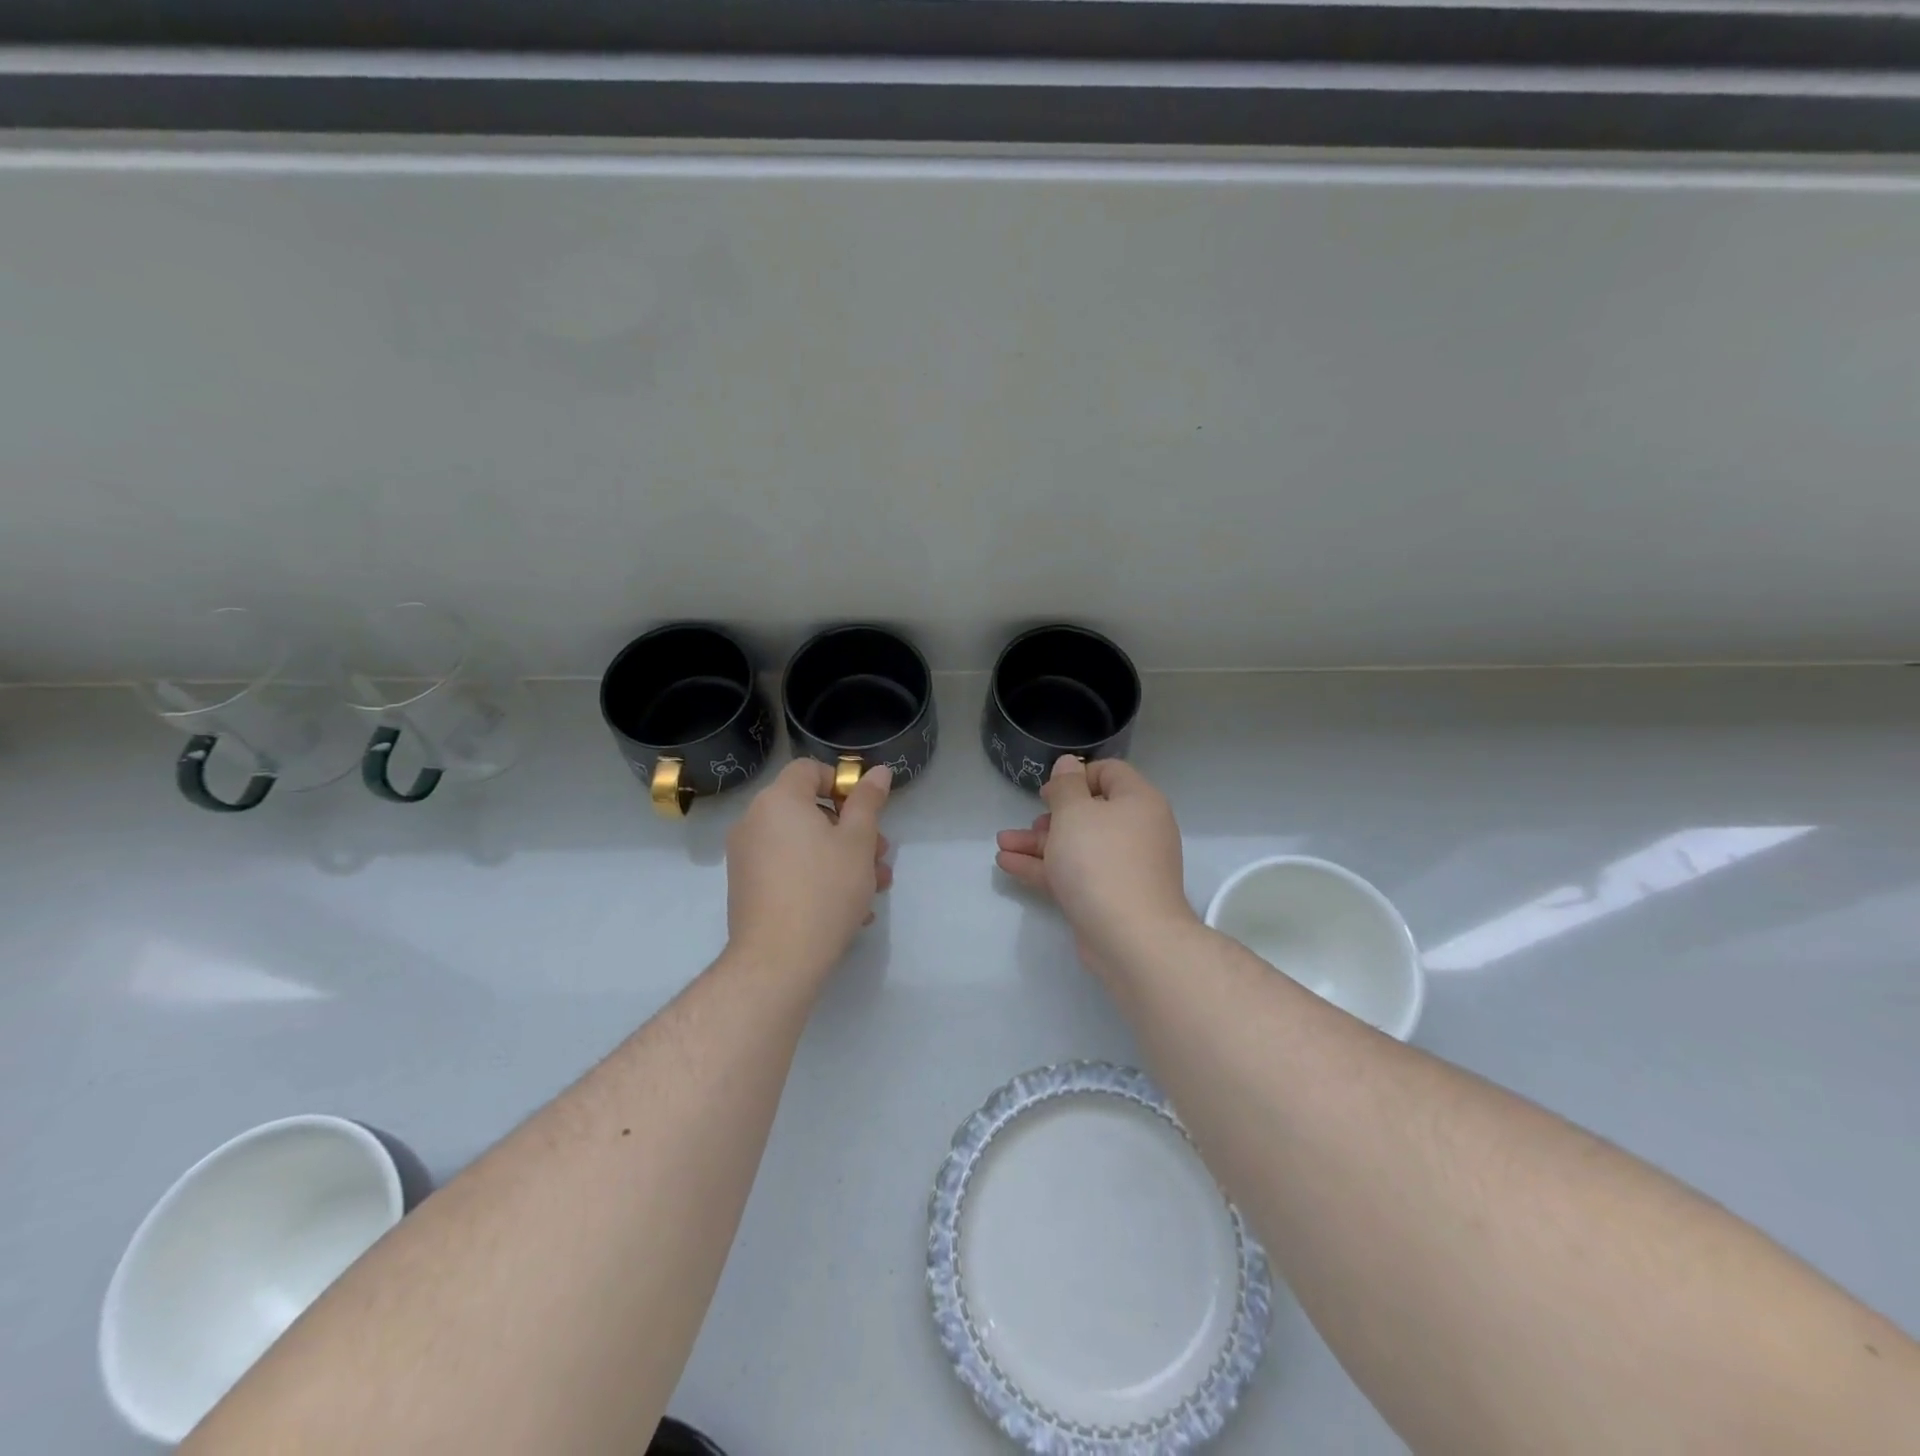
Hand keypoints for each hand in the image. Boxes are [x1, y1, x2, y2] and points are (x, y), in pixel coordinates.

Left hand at [726, 759, 892, 981]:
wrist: (778, 959)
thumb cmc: (825, 889)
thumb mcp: (858, 842)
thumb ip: (868, 801)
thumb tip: (877, 772)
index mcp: (778, 800)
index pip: (809, 769)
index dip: (841, 783)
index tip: (866, 812)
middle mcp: (754, 821)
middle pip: (808, 810)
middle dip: (850, 829)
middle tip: (879, 855)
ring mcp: (746, 856)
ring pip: (802, 843)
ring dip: (840, 857)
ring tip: (872, 888)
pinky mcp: (746, 887)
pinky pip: (787, 868)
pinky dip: (815, 876)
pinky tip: (847, 908)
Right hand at [995, 756, 1197, 971]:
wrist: (1131, 938)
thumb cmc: (1101, 861)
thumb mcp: (1074, 813)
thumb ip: (1066, 786)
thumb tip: (1068, 764)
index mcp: (1138, 801)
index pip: (1109, 772)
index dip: (1075, 776)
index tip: (1048, 792)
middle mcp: (1136, 830)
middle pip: (1090, 811)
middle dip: (1051, 816)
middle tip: (1030, 823)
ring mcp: (1124, 866)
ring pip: (1077, 845)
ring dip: (1039, 843)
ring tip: (1002, 844)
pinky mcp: (1109, 896)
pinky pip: (1074, 872)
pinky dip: (1044, 867)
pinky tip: (1008, 864)